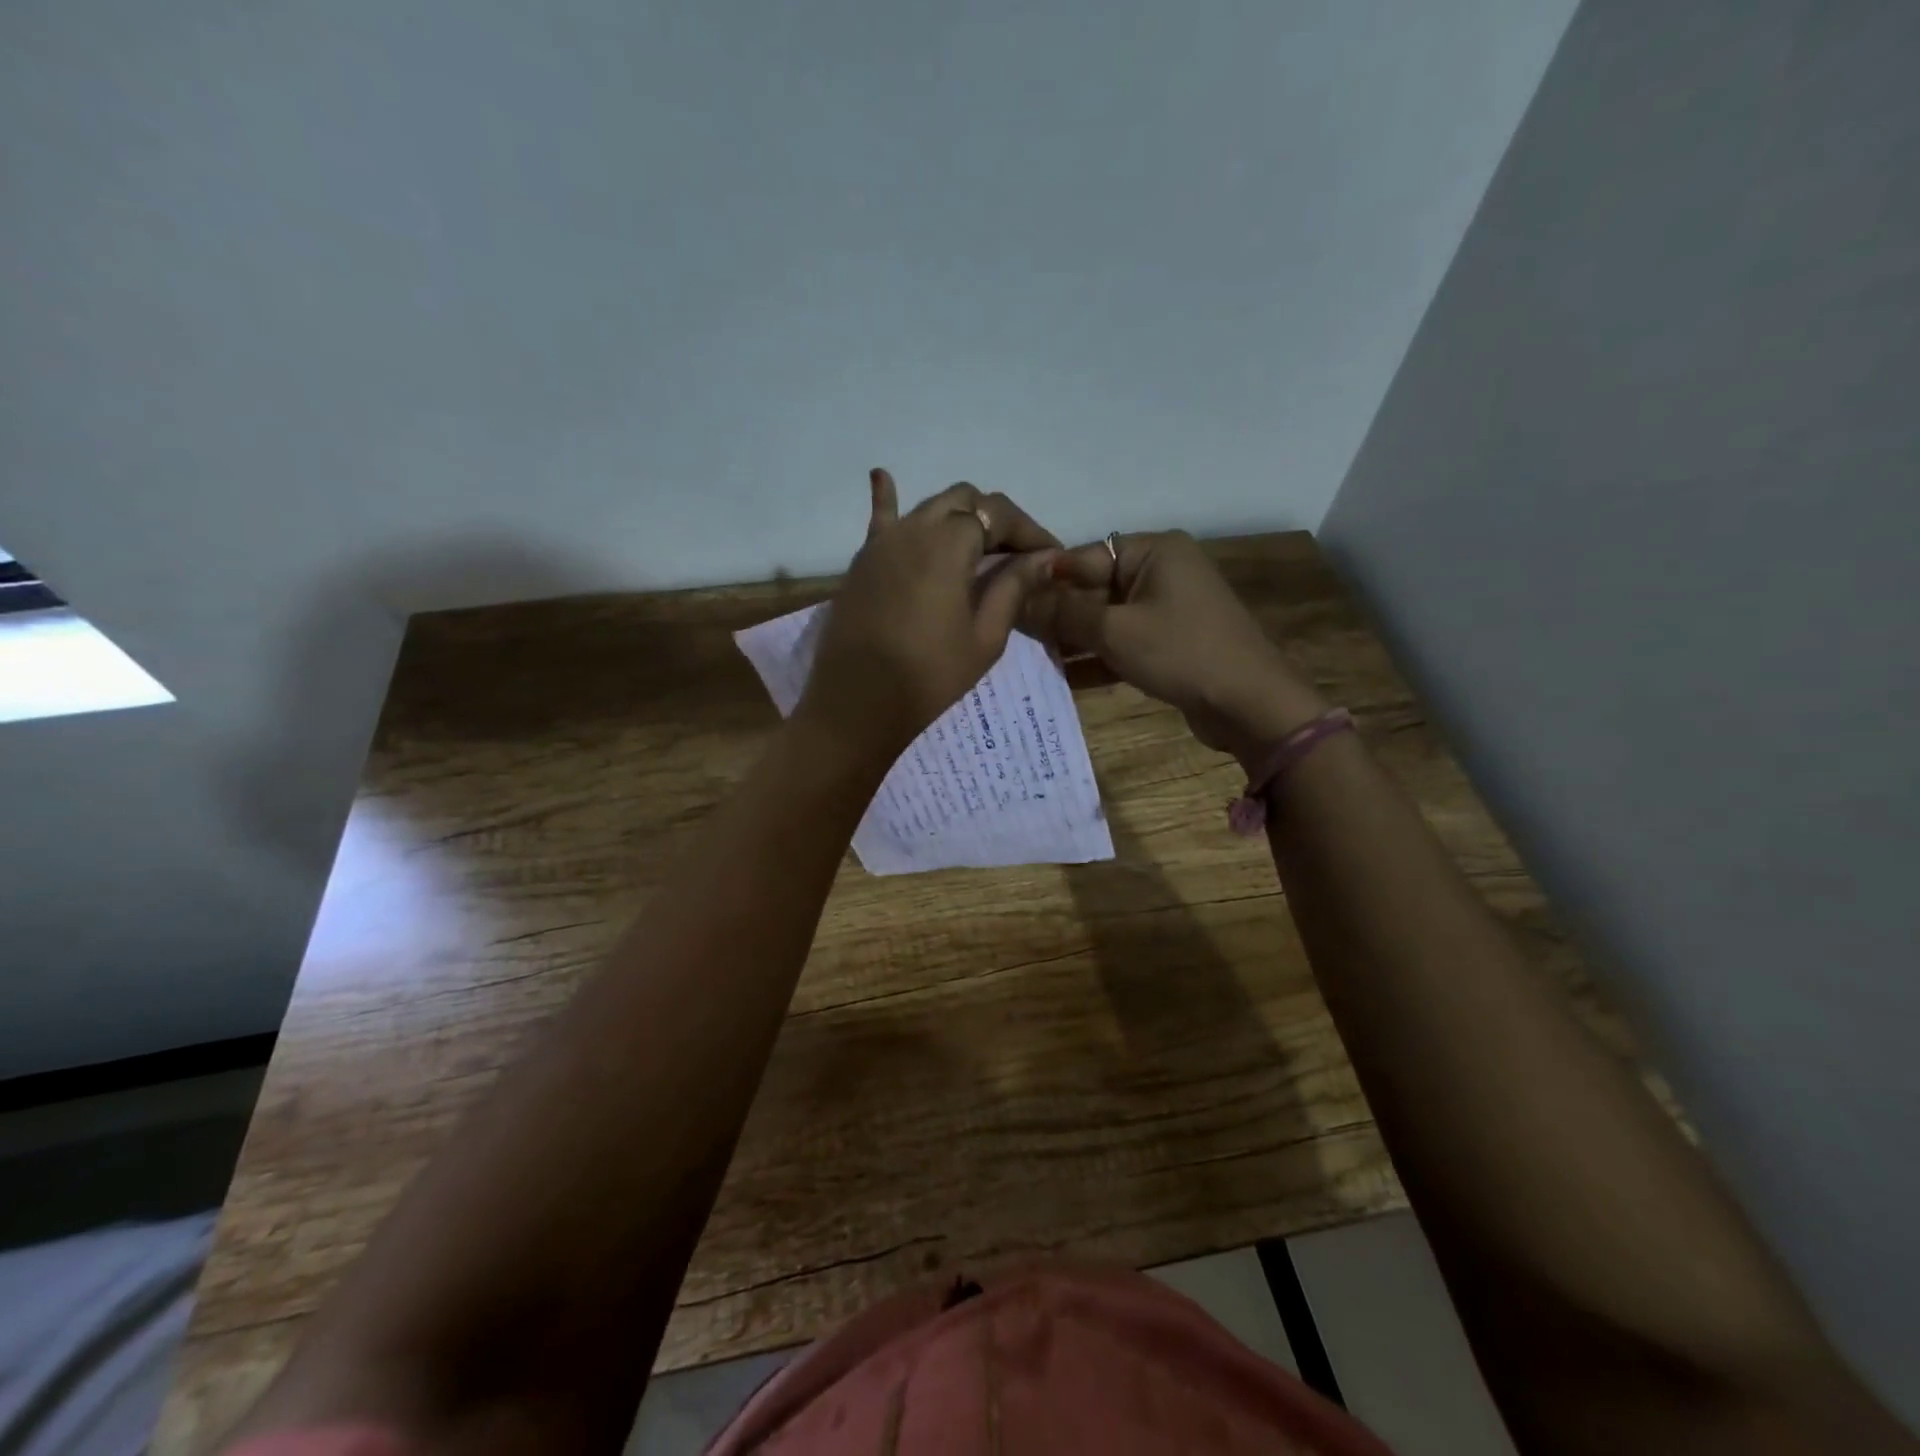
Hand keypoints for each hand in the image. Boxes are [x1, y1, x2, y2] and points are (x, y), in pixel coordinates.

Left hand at [797, 469, 1059, 760]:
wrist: (858, 704)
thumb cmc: (930, 676)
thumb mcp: (985, 636)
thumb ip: (1013, 587)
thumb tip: (1043, 558)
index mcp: (949, 543)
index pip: (998, 515)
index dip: (1029, 532)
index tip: (1050, 557)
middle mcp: (914, 528)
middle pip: (964, 502)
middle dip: (996, 521)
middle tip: (1016, 556)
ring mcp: (882, 541)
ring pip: (928, 507)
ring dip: (958, 517)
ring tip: (978, 545)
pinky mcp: (862, 561)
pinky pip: (879, 519)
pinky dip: (887, 497)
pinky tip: (883, 476)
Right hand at [1033, 531, 1328, 769]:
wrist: (1249, 704)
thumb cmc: (1181, 652)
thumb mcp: (1115, 631)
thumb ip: (1063, 614)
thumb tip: (1018, 601)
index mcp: (1152, 551)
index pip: (1083, 556)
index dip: (1045, 580)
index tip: (1006, 603)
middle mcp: (1159, 572)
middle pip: (1093, 588)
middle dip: (1057, 614)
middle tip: (1013, 636)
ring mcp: (1166, 609)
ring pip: (1106, 619)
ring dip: (1073, 639)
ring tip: (1030, 658)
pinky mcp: (1168, 643)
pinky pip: (1123, 642)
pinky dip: (1097, 657)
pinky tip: (1061, 677)